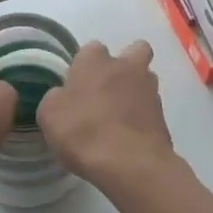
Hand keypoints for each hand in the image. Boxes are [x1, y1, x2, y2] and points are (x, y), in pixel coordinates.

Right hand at [36, 40, 176, 189]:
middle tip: (109, 89)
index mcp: (95, 60)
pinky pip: (151, 107)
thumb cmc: (83, 131)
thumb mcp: (49, 115)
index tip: (77, 86)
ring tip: (121, 114)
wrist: (129, 162)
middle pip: (134, 51)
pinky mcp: (163, 114)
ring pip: (146, 78)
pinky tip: (130, 134)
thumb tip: (64, 96)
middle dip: (125, 64)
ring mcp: (149, 89)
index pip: (91, 49)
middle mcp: (126, 66)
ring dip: (136, 89)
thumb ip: (56, 98)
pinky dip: (143, 115)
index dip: (84, 66)